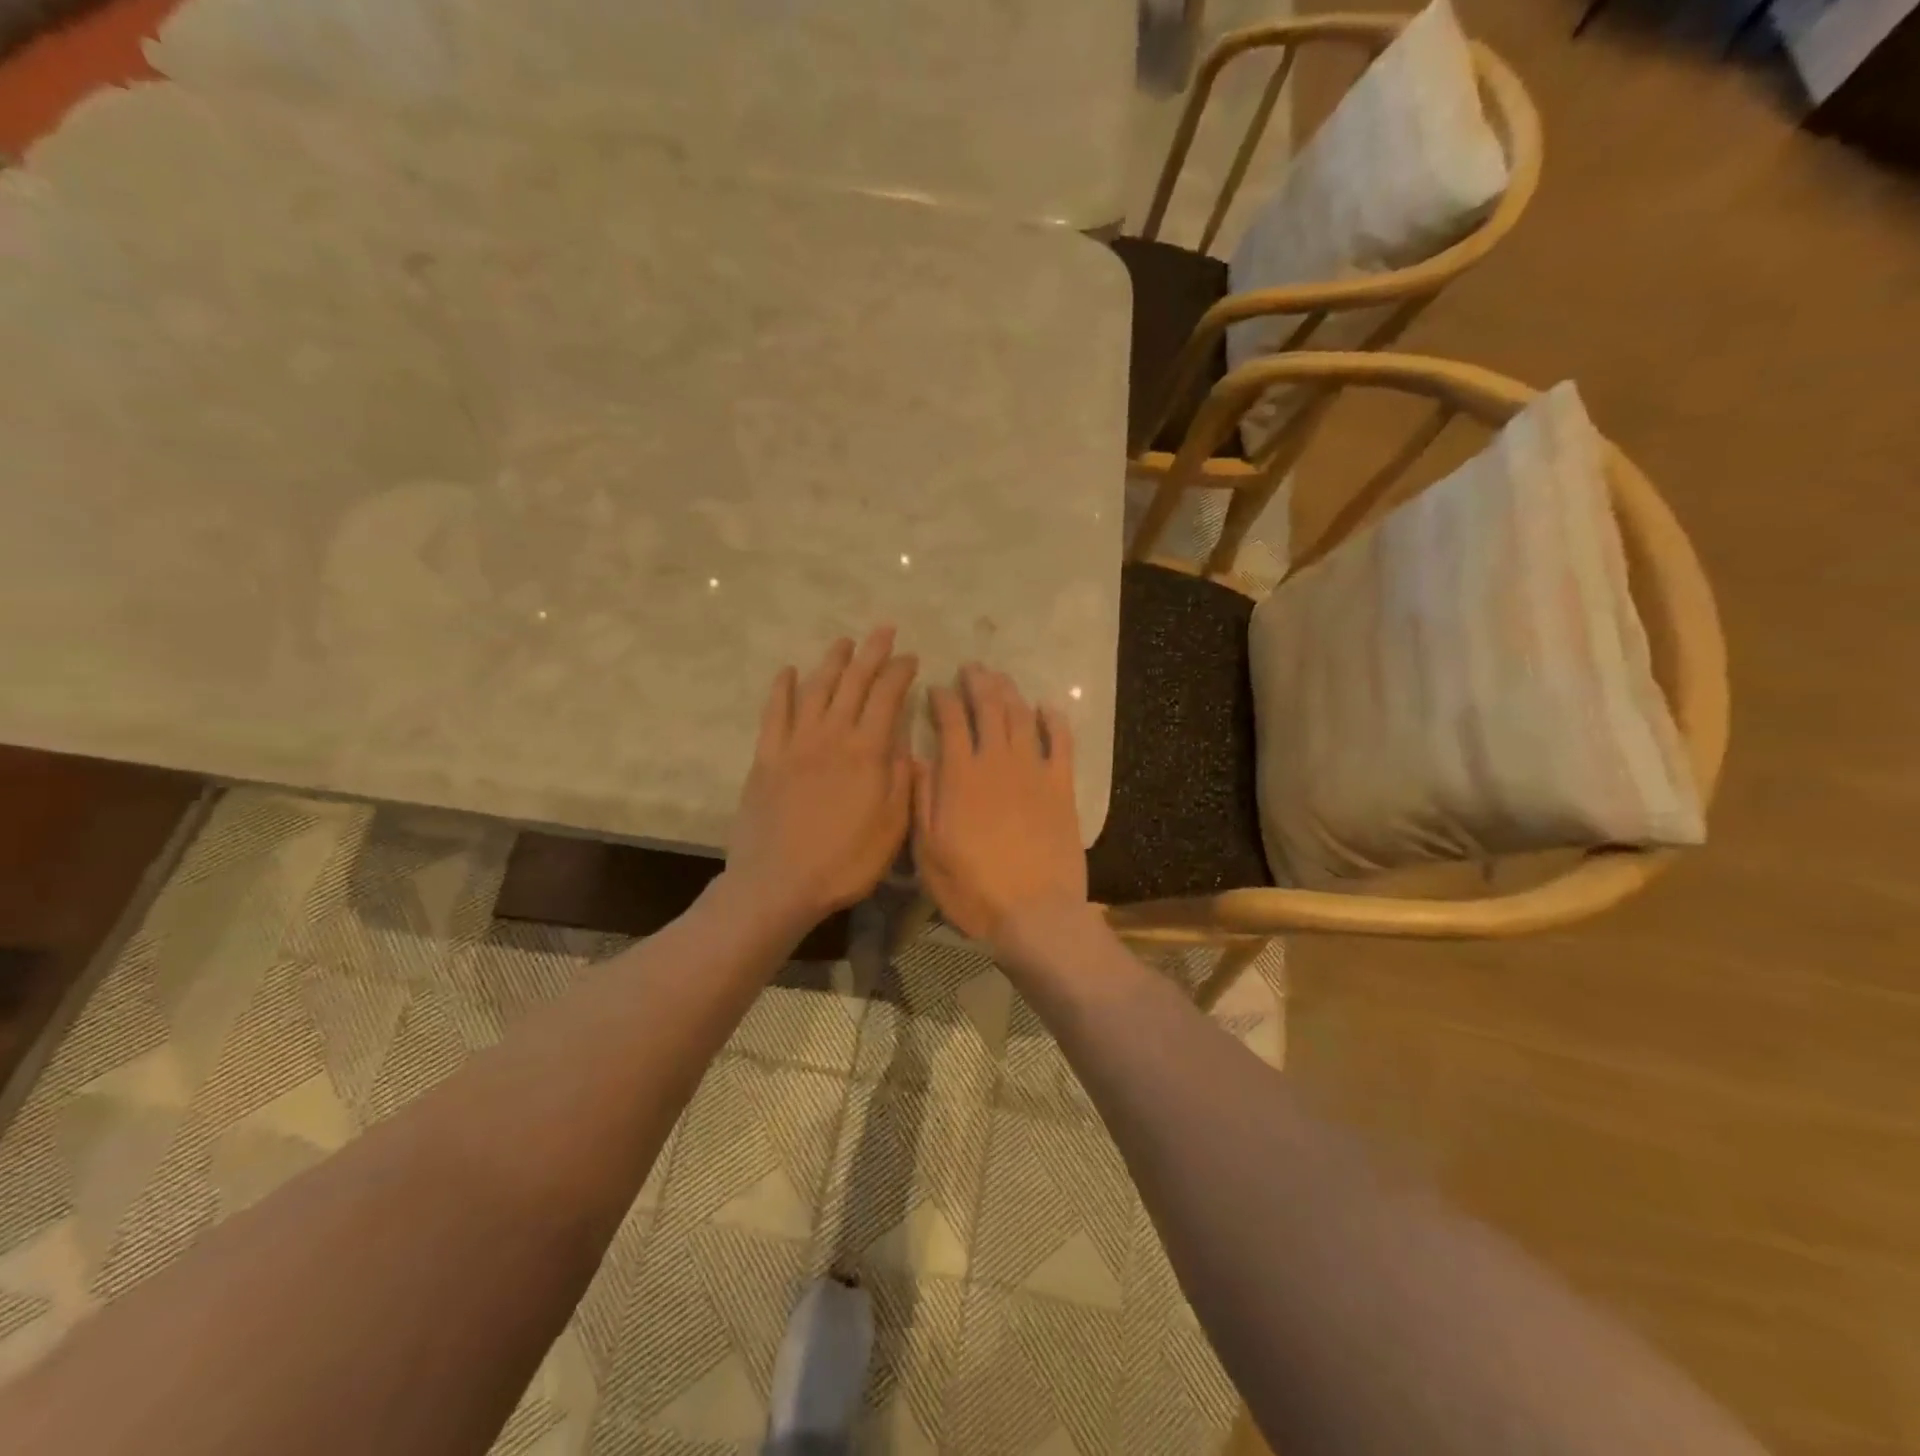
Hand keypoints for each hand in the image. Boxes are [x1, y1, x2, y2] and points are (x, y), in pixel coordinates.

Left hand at [726, 628, 918, 933]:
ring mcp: (795, 743)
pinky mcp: (767, 757)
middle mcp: (831, 735)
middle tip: (883, 630)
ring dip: (832, 662)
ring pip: (816, 689)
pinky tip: (788, 672)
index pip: (887, 697)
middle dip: (871, 653)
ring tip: (844, 642)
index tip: (911, 658)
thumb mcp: (892, 826)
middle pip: (853, 682)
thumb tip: (902, 739)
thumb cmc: (846, 862)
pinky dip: (782, 688)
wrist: (779, 884)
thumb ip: (900, 777)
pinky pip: (774, 712)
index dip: (900, 672)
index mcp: (867, 751)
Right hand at [912, 665, 1089, 959]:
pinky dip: (1054, 720)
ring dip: (1010, 692)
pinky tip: (1047, 707)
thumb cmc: (972, 888)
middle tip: (971, 668)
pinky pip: (1061, 742)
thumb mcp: (928, 851)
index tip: (936, 688)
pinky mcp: (1062, 787)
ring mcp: (1034, 771)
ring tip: (1000, 678)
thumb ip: (921, 800)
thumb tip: (915, 758)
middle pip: (989, 708)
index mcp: (960, 776)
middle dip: (978, 683)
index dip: (942, 699)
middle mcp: (997, 762)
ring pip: (1022, 717)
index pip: (950, 721)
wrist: (1034, 914)